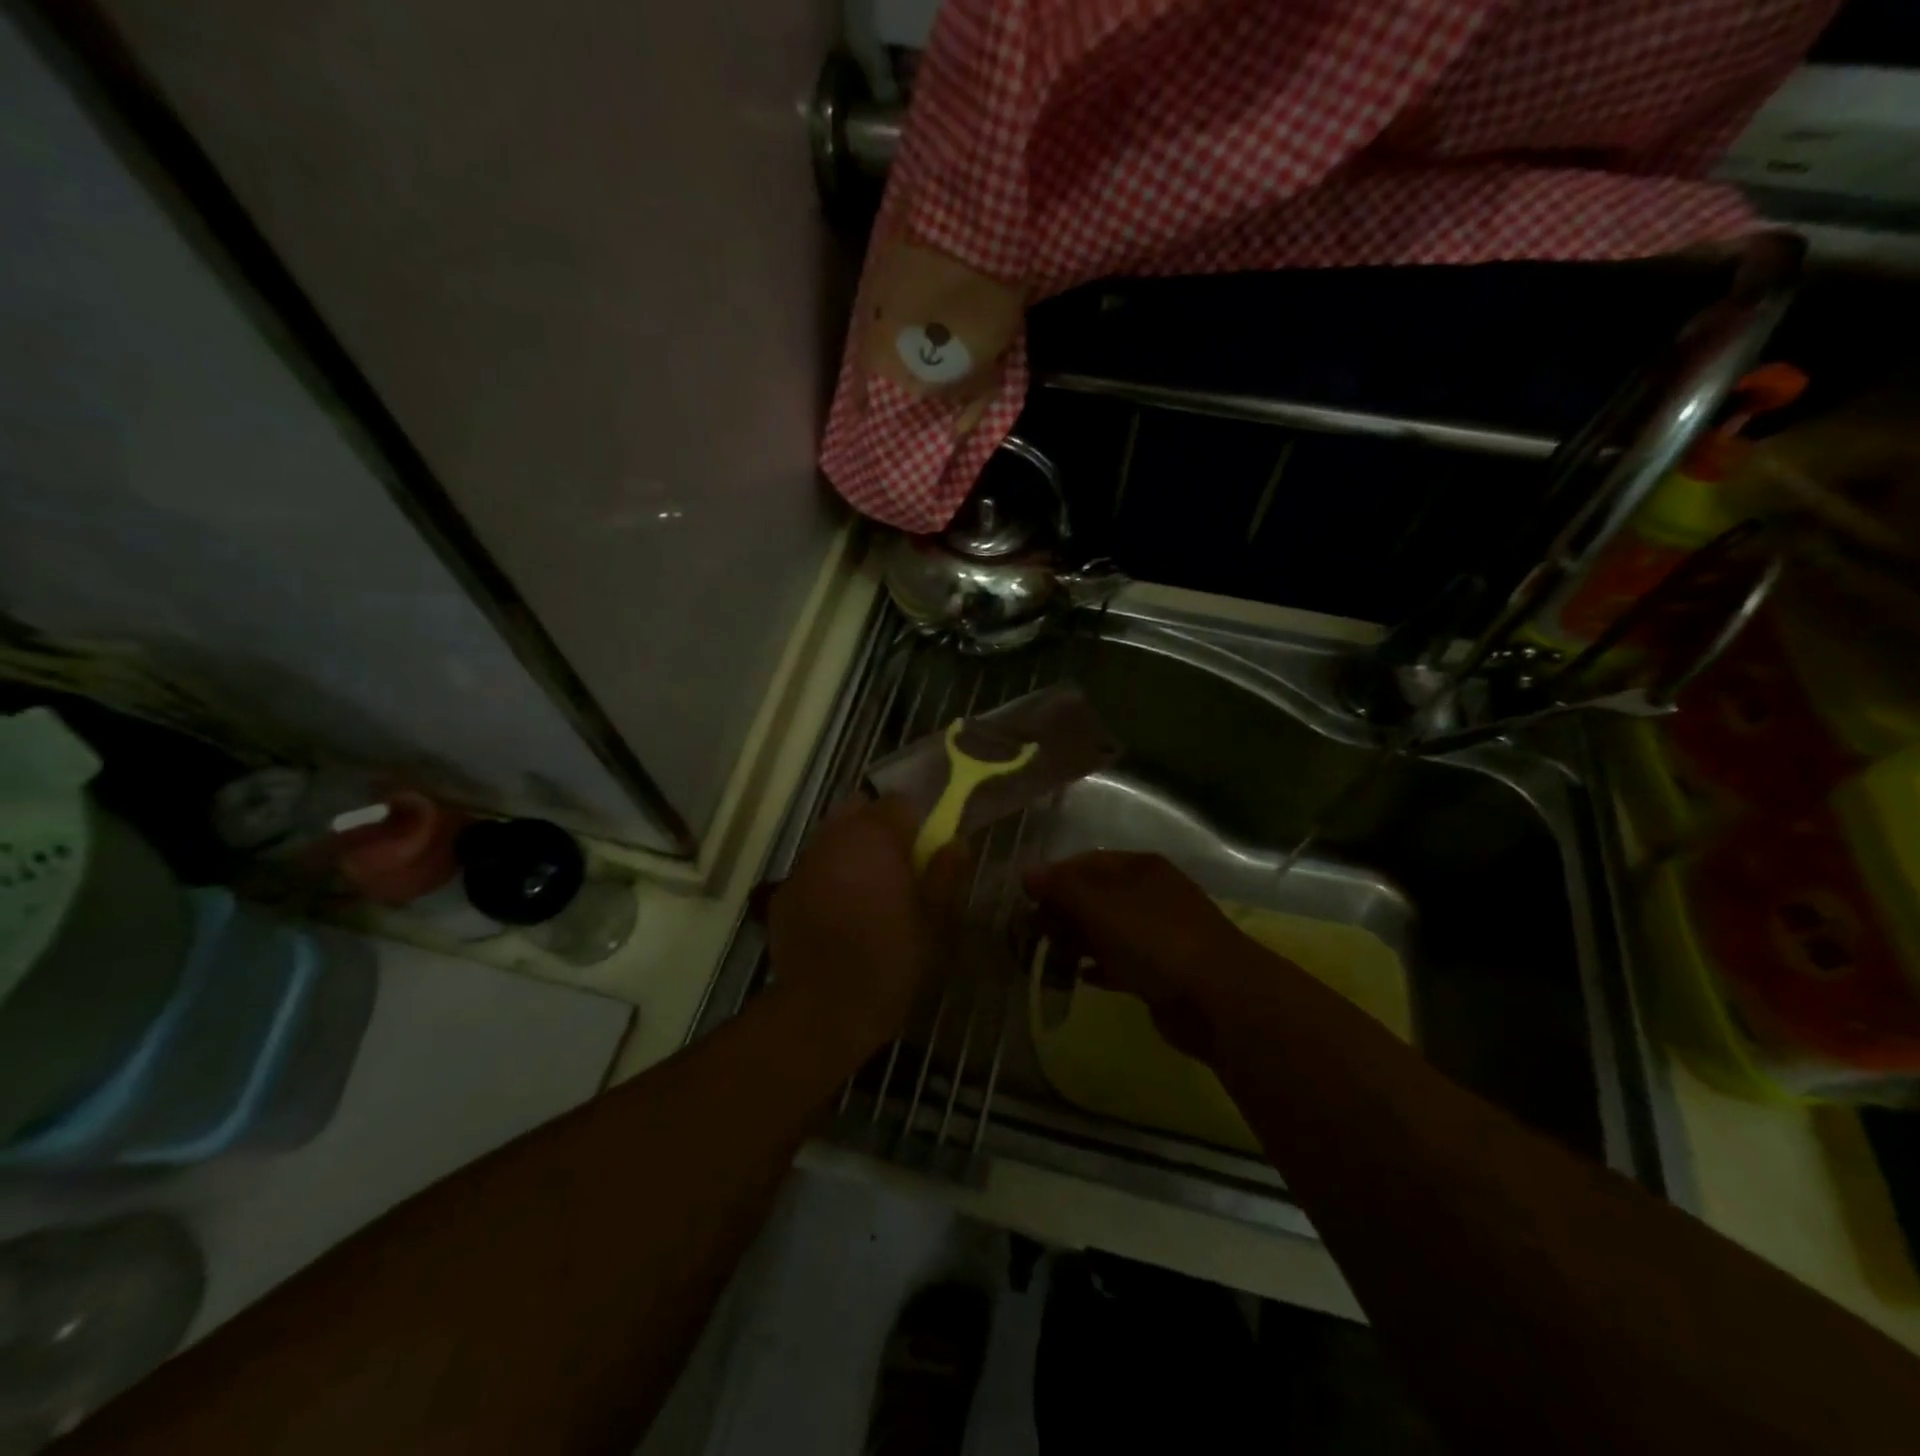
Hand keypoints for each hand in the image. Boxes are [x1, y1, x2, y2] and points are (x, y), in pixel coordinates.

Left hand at [767, 795, 966, 1061]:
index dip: (916, 822)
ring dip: (850, 849)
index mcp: (877, 837)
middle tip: (896, 865)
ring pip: (831, 836)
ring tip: (866, 889)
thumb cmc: (891, 960)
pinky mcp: (783, 891)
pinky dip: (827, 877)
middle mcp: (835, 838)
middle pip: (858, 809)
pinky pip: (812, 868)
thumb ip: (945, 875)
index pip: (900, 802)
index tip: (924, 850)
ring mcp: (804, 863)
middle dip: (878, 827)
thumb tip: (955, 844)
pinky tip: (837, 913)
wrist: (825, 1007)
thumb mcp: (935, 921)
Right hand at [1024, 852, 1275, 1059]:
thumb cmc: (1154, 940)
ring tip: (1048, 957)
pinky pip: (1120, 962)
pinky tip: (1080, 978)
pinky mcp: (1162, 971)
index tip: (1024, 901)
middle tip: (1031, 933)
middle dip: (1062, 911)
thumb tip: (1027, 872)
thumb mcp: (1099, 906)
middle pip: (1095, 896)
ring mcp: (1158, 933)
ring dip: (1077, 941)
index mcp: (1139, 867)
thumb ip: (1061, 887)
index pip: (1085, 862)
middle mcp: (1150, 894)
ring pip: (1106, 930)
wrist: (1218, 998)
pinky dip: (1099, 966)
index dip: (1053, 878)